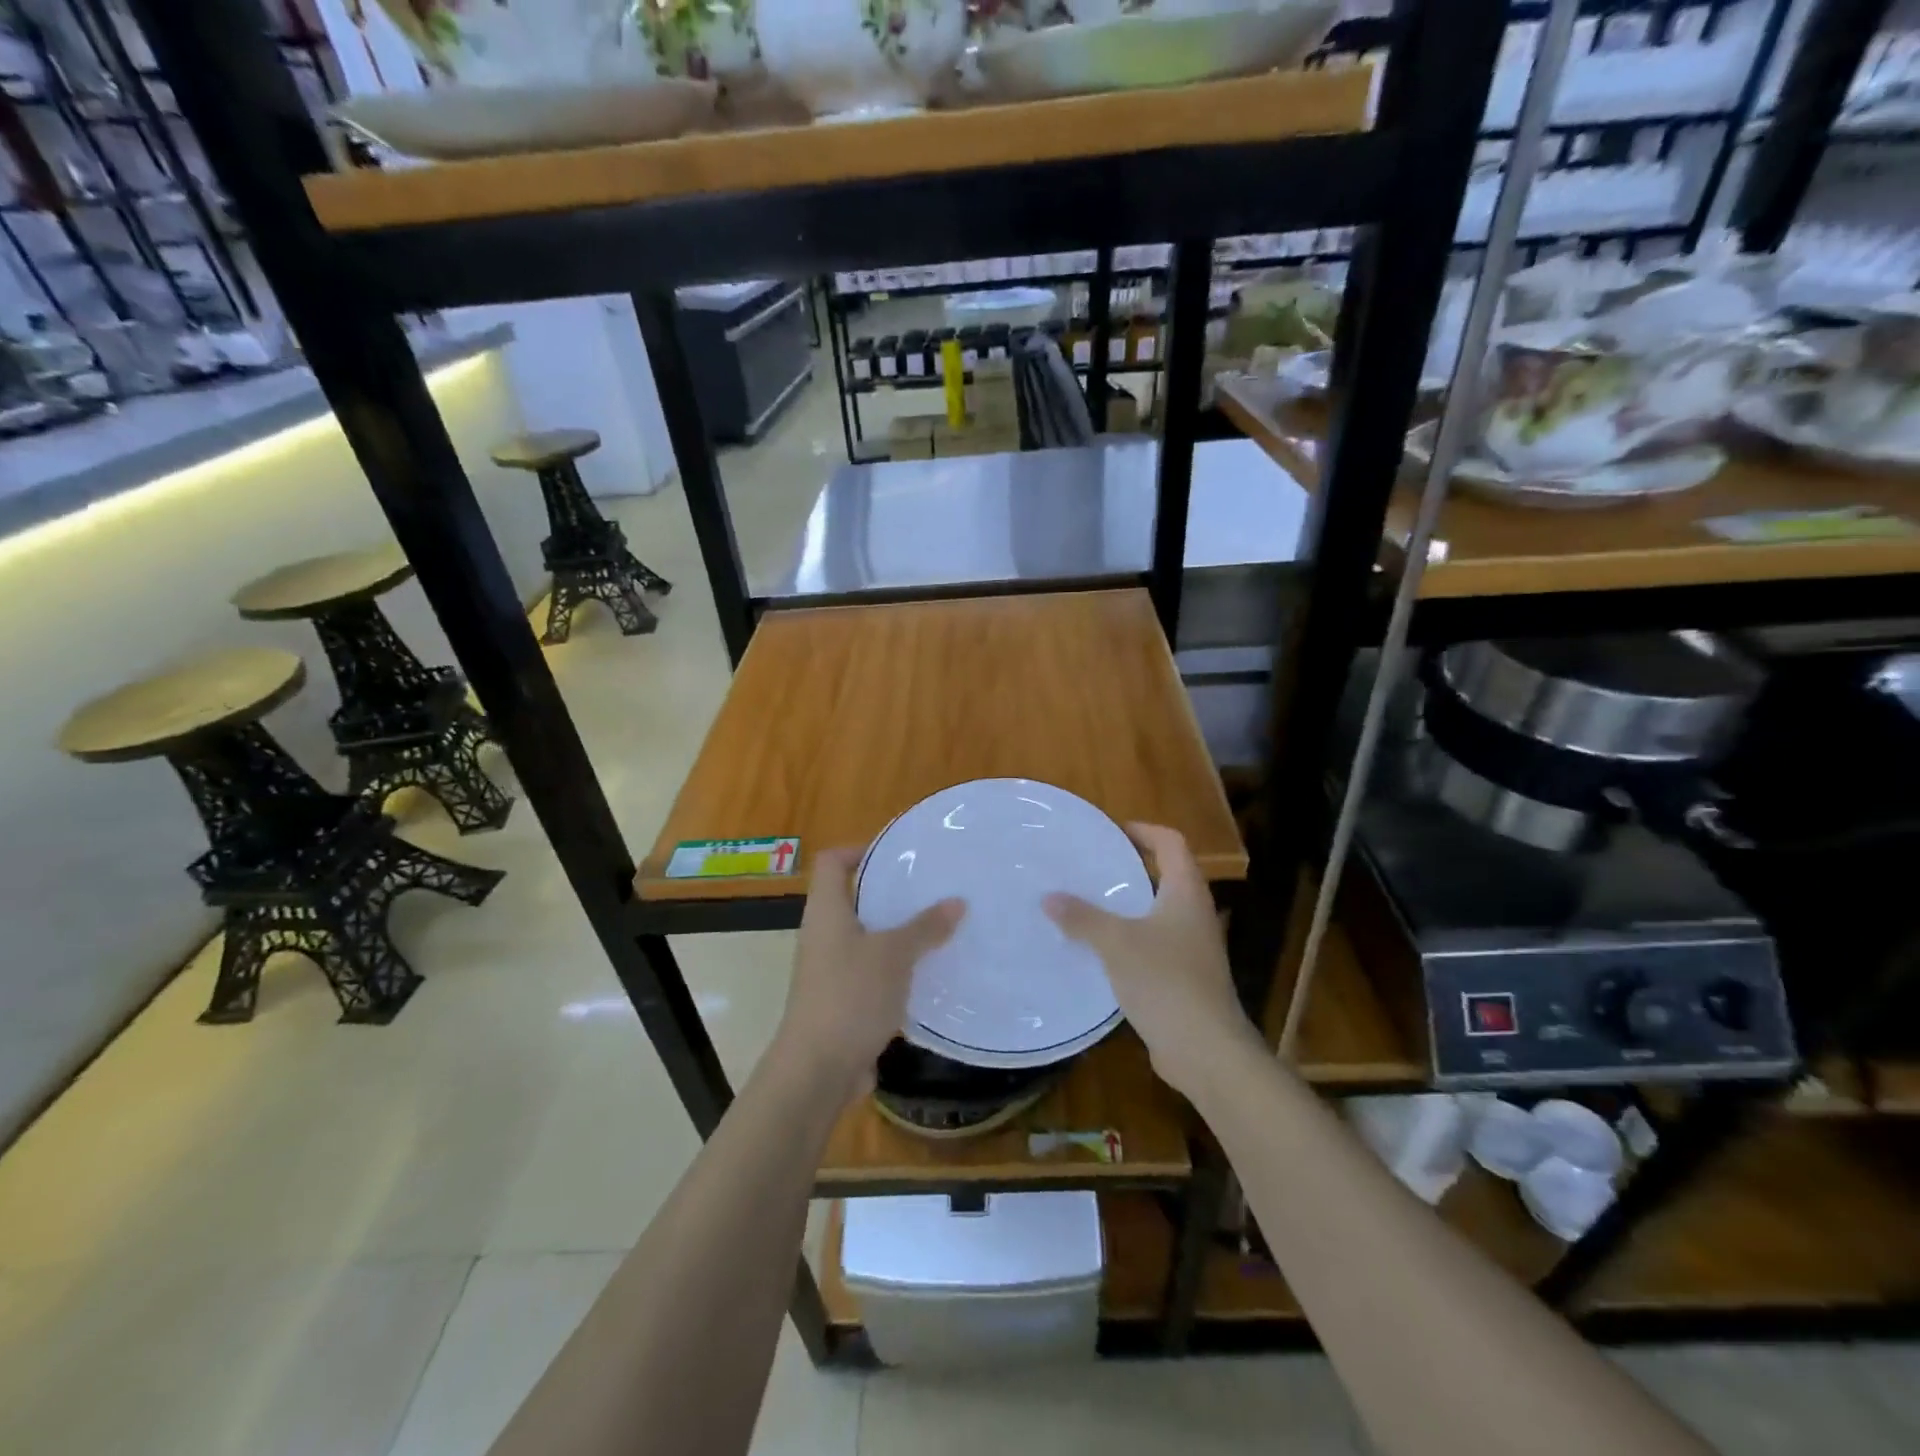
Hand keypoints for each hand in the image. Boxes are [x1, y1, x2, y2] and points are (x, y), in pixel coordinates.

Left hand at [772, 845, 963, 1100]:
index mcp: (826, 912)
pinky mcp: (842, 1000)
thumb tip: (957, 901)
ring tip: (938, 927)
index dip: (859, 849)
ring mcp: (830, 970)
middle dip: (890, 893)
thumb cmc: (850, 996)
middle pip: (853, 898)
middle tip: (931, 889)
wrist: (818, 1069)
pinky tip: (928, 973)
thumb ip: (925, 926)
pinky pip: (871, 972)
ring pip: (866, 938)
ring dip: (897, 933)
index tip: (898, 855)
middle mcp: (823, 935)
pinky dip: (895, 968)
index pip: (832, 862)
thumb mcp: (894, 955)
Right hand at [1044, 823, 1262, 1099]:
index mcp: (1186, 893)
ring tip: (1091, 903)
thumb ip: (1082, 917)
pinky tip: (1103, 949)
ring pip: (1160, 911)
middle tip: (1093, 865)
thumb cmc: (1165, 981)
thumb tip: (1048, 897)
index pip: (1172, 843)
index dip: (1145, 830)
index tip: (1112, 831)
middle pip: (1167, 874)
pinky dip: (1132, 937)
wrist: (1205, 1049)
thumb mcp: (1116, 943)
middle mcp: (1195, 913)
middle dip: (1132, 866)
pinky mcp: (1187, 977)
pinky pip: (1156, 943)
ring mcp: (1195, 947)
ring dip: (1130, 904)